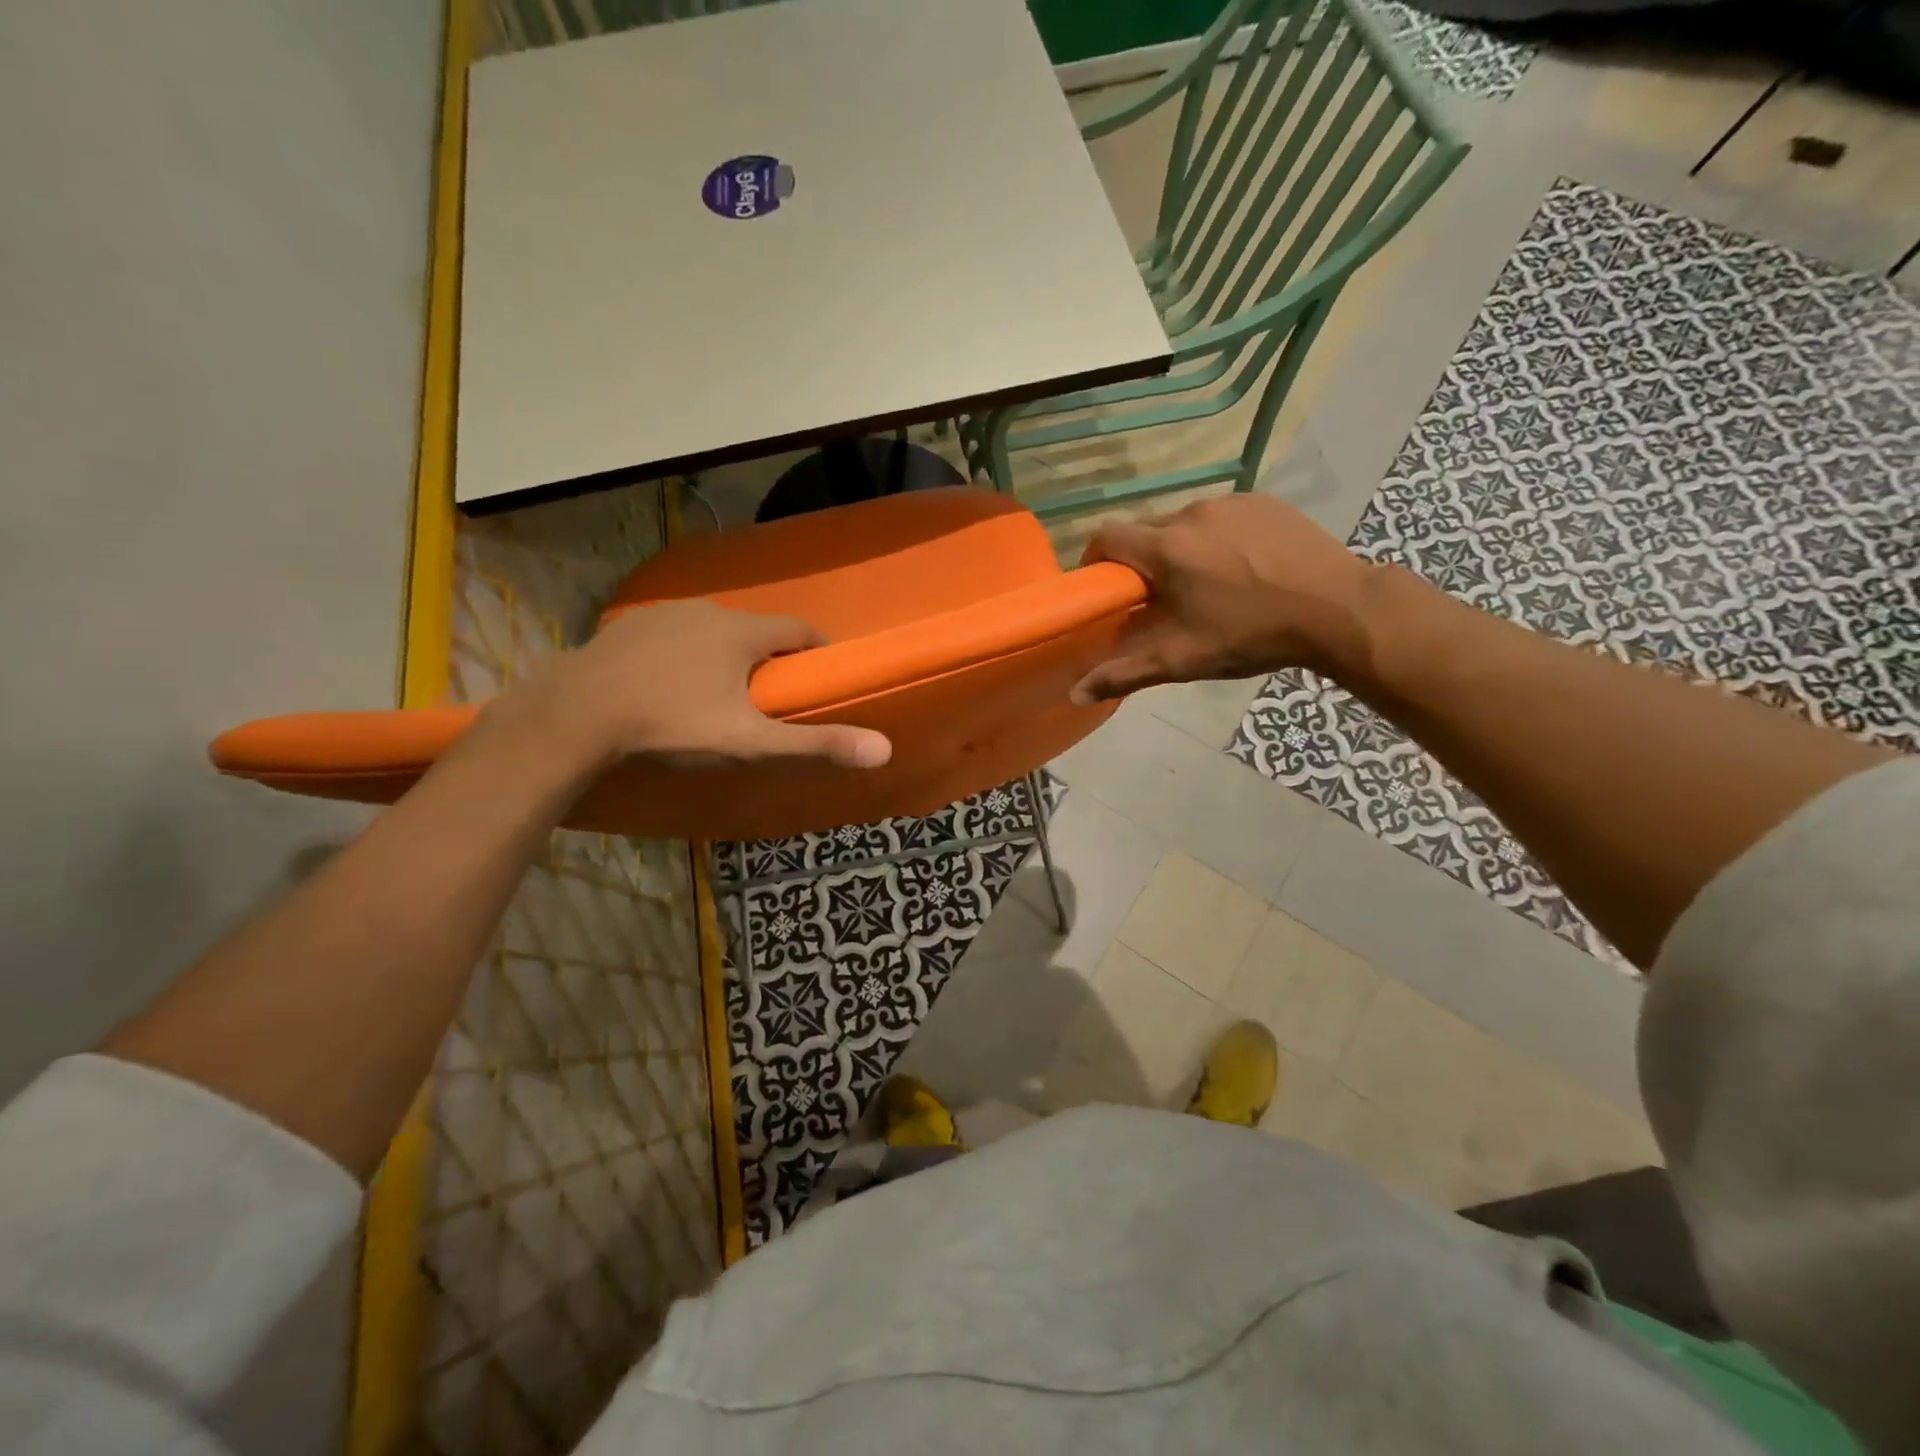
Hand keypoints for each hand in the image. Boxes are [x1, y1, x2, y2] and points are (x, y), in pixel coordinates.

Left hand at [493, 600, 892, 771]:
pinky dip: (684, 654)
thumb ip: (815, 744)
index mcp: (742, 632)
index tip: (818, 675)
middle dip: (768, 657)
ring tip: (719, 693)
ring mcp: (662, 615)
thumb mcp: (750, 741)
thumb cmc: (673, 725)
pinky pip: (673, 636)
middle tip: (768, 697)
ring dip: (725, 654)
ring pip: (712, 631)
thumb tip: (884, 749)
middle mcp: (707, 611)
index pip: (798, 629)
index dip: (815, 650)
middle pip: (754, 630)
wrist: (575, 716)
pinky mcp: (627, 628)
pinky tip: (669, 685)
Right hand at [1070, 495, 1375, 702]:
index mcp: (1167, 548)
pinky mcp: (1263, 501)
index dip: (1096, 559)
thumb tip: (1075, 694)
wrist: (1339, 608)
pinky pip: (1222, 517)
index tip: (1105, 587)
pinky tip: (1243, 568)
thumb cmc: (1252, 635)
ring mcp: (1231, 502)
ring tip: (1208, 585)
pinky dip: (1219, 538)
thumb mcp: (1183, 659)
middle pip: (1147, 531)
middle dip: (1144, 562)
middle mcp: (1192, 514)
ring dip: (1182, 550)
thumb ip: (1125, 673)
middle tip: (1162, 599)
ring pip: (1185, 524)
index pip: (1106, 536)